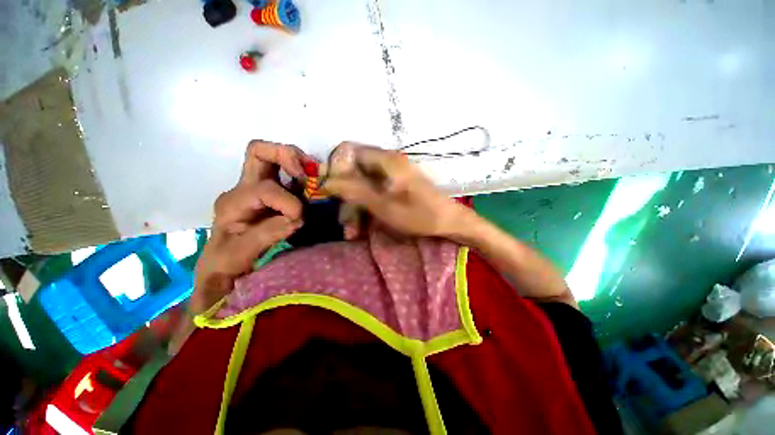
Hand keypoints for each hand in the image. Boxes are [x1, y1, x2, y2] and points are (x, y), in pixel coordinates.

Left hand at [191, 140, 305, 313]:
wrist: (222, 269)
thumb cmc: (224, 265)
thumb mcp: (237, 256)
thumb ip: (264, 236)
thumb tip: (295, 218)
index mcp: (233, 202)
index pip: (265, 190)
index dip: (288, 202)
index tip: (300, 219)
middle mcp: (244, 189)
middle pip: (258, 152)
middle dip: (286, 155)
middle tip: (308, 172)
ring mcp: (259, 190)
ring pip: (274, 159)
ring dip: (298, 163)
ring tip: (316, 176)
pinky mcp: (274, 196)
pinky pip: (289, 176)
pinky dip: (304, 176)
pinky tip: (315, 186)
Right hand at [324, 143, 470, 237]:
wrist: (447, 222)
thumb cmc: (419, 215)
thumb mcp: (383, 206)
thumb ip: (354, 191)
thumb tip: (325, 181)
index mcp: (385, 160)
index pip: (347, 151)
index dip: (334, 168)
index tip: (328, 191)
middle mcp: (385, 163)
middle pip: (352, 172)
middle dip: (345, 198)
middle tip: (343, 222)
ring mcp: (389, 175)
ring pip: (360, 186)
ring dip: (354, 208)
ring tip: (352, 232)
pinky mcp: (392, 186)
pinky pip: (371, 193)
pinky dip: (364, 209)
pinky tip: (361, 228)